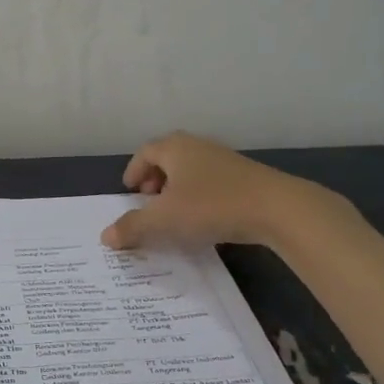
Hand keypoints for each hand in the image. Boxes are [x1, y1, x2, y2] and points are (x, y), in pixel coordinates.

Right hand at [101, 132, 331, 249]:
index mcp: (174, 148)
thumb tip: (105, 236)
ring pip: (191, 171)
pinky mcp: (245, 177)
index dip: (133, 171)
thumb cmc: (211, 206)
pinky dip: (199, 197)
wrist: (277, 208)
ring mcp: (224, 160)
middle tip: (149, 202)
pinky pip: (211, 183)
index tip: (129, 192)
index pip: (145, 153)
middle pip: (168, 158)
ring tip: (174, 214)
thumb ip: (133, 227)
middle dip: (154, 180)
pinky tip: (203, 220)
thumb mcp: (164, 220)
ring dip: (178, 190)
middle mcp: (198, 147)